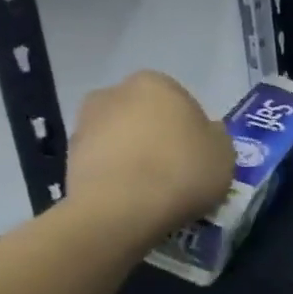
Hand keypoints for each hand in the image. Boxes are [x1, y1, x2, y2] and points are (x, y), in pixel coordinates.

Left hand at [67, 71, 234, 246]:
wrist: (120, 210)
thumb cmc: (181, 171)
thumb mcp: (224, 153)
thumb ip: (216, 136)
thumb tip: (205, 133)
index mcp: (156, 83)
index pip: (181, 101)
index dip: (192, 129)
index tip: (198, 155)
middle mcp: (116, 92)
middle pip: (146, 115)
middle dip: (158, 136)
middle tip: (175, 170)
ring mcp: (86, 123)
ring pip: (122, 137)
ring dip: (134, 155)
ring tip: (151, 190)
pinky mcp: (68, 155)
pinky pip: (104, 161)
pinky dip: (116, 174)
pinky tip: (131, 198)